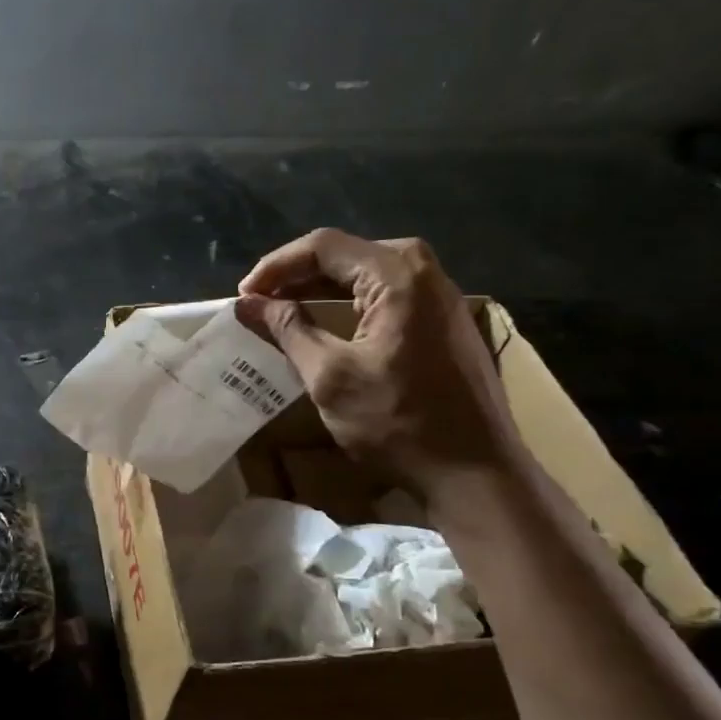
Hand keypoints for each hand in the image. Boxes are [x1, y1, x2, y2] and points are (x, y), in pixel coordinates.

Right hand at [236, 229, 521, 488]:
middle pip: (346, 254)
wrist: (476, 473)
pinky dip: (349, 303)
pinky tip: (327, 323)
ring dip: (321, 288)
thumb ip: (288, 330)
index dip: (276, 266)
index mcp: (397, 275)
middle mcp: (425, 270)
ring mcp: (441, 294)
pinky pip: (387, 293)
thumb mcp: (330, 377)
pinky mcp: (445, 319)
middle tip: (258, 303)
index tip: (244, 295)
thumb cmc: (399, 423)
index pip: (323, 246)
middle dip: (296, 275)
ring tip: (283, 310)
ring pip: (366, 273)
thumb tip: (247, 303)